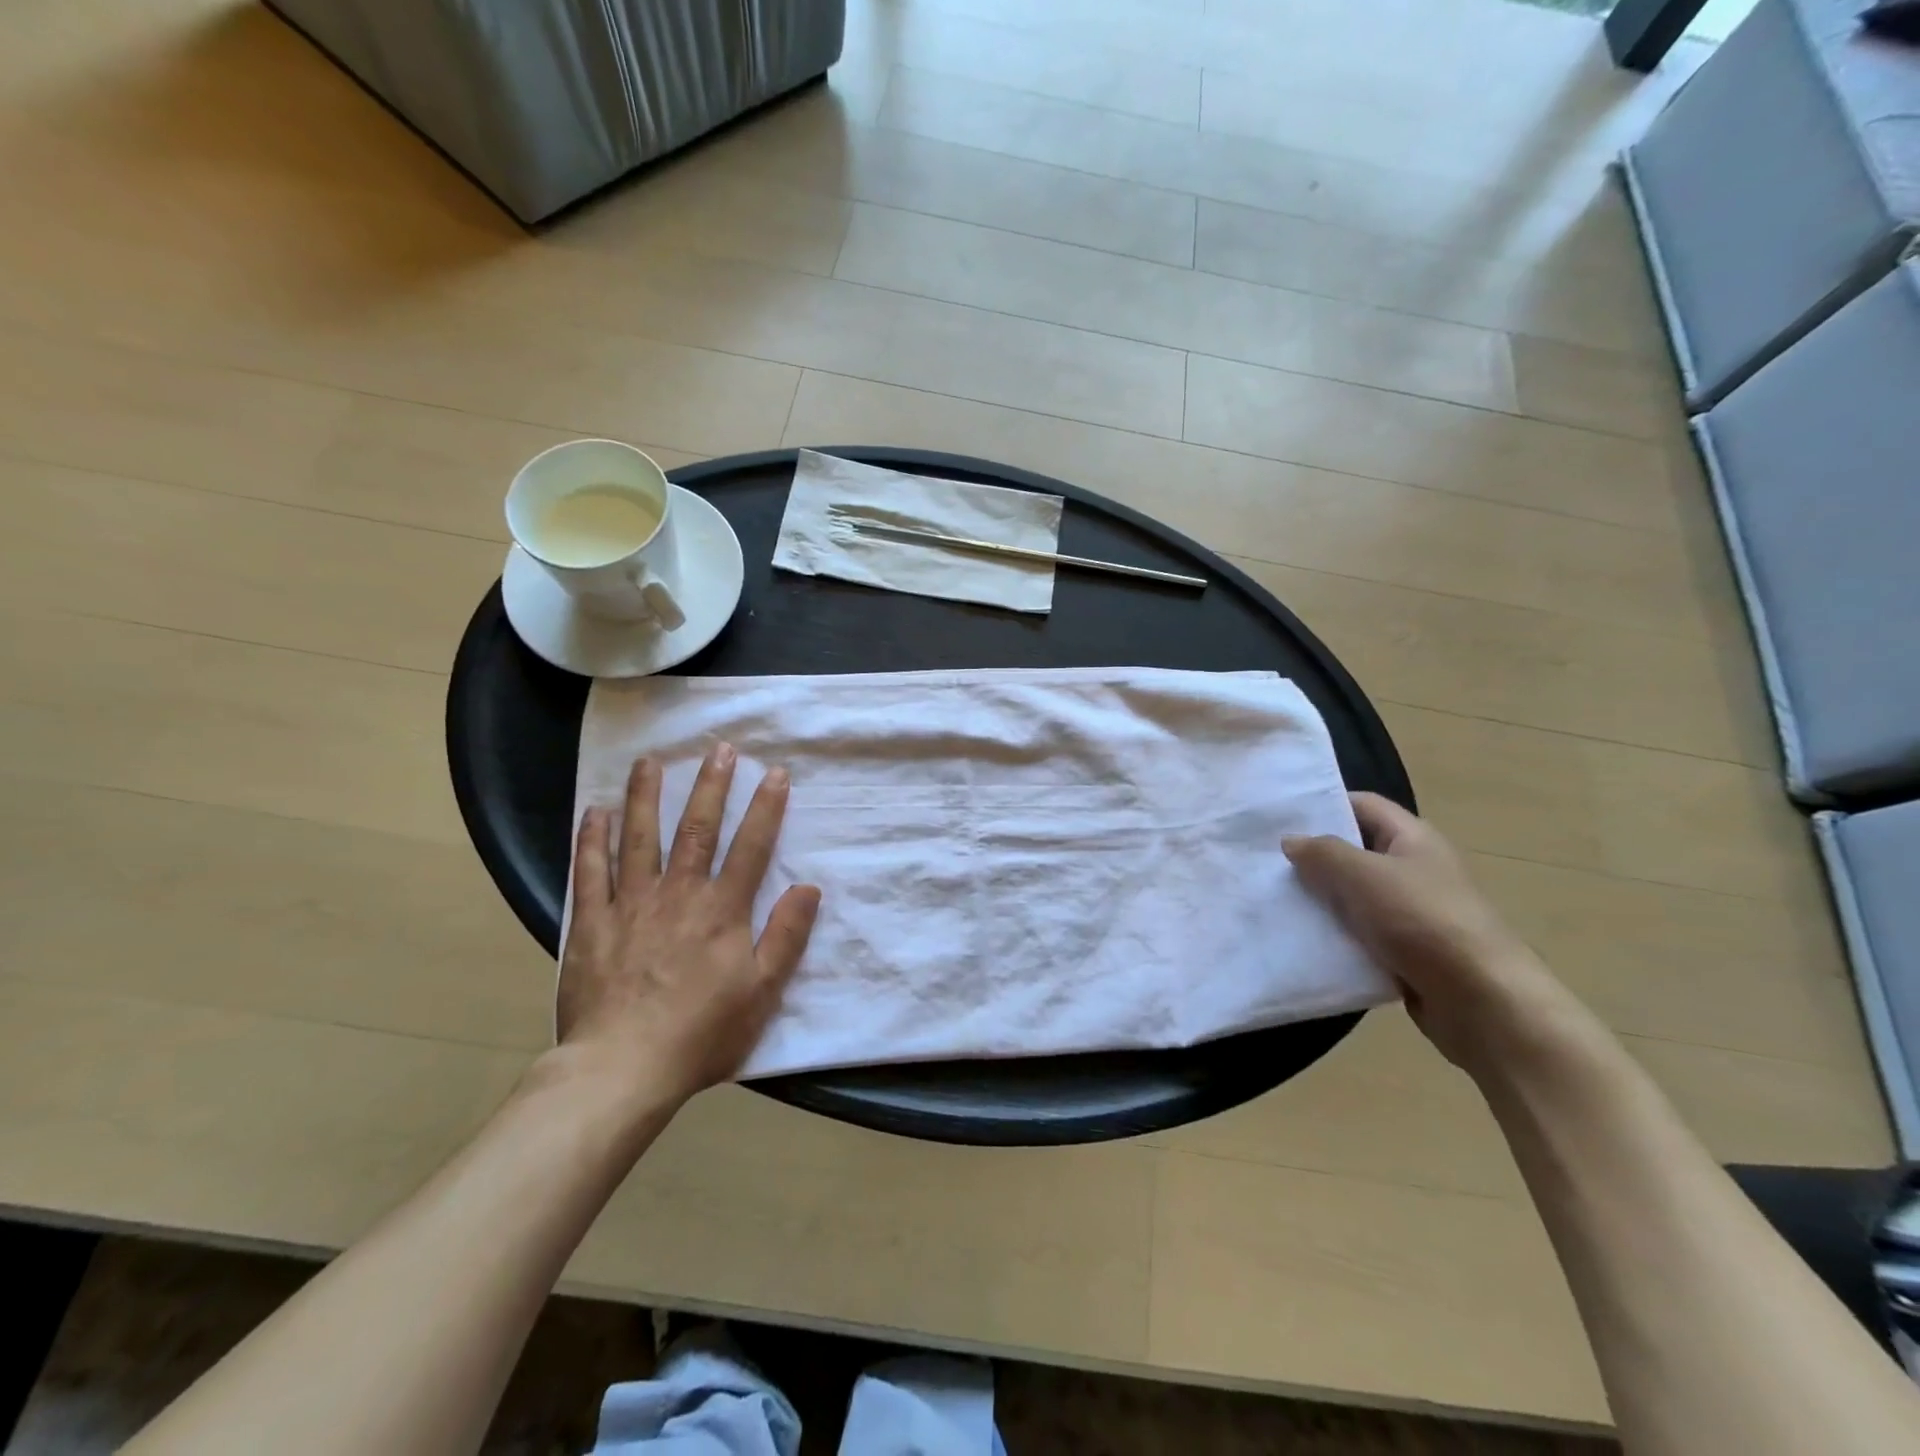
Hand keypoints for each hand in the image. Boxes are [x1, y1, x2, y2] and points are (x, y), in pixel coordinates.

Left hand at [556, 743, 820, 1107]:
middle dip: (711, 786)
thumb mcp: (762, 992)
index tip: (774, 773)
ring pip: (639, 838)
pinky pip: (590, 872)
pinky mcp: (591, 923)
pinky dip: (592, 840)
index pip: (750, 846)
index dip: (765, 808)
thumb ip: (786, 936)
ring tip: (649, 762)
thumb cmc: (702, 1032)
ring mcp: (631, 904)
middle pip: (697, 829)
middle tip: (719, 749)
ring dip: (645, 797)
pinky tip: (593, 812)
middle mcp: (678, 894)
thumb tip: (809, 887)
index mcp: (722, 910)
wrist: (623, 1068)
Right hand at [1284, 793, 1584, 1079]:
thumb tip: (1292, 842)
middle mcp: (1414, 868)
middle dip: (1314, 856)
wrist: (1481, 1001)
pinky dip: (1334, 934)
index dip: (1323, 806)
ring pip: (1353, 895)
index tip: (1278, 819)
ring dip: (1320, 899)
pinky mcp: (1405, 950)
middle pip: (1354, 850)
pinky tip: (1302, 938)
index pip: (1362, 805)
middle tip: (1266, 862)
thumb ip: (1322, 853)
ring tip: (1274, 900)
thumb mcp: (1363, 875)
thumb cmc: (1422, 920)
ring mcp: (1411, 911)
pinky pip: (1360, 932)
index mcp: (1413, 838)